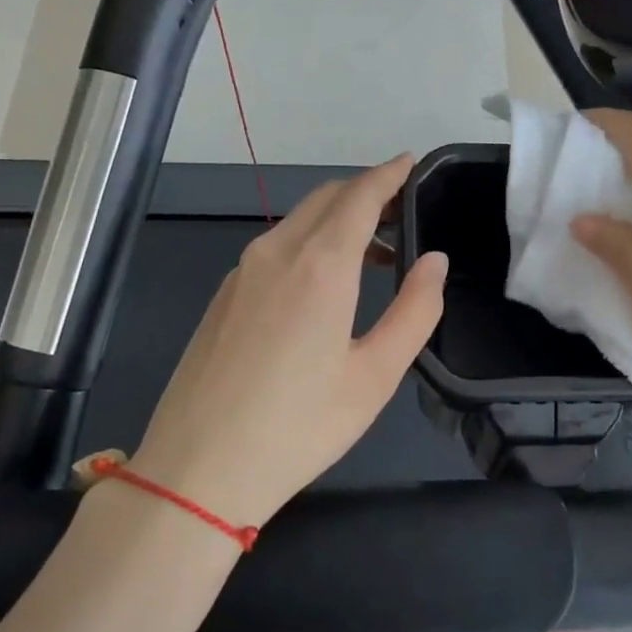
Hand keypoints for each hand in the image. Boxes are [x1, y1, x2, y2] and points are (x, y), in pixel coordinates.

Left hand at [123, 155, 446, 527]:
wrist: (197, 470)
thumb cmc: (300, 426)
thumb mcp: (376, 376)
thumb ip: (415, 311)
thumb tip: (434, 260)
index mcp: (320, 266)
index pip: (359, 196)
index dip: (388, 174)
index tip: (410, 162)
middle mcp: (276, 253)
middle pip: (325, 198)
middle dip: (365, 192)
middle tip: (402, 212)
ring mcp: (241, 273)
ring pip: (297, 221)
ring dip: (337, 220)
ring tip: (374, 254)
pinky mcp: (223, 297)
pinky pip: (274, 248)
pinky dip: (309, 243)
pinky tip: (322, 285)